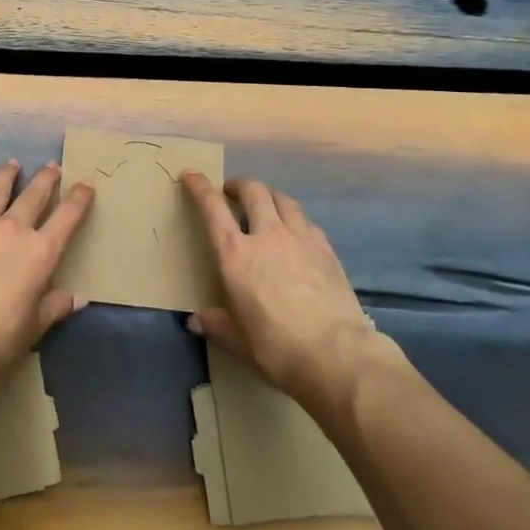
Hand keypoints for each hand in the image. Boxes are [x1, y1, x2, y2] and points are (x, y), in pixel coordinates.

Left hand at [0, 160, 92, 397]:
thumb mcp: (34, 326)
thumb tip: (78, 298)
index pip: (67, 217)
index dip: (79, 198)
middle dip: (46, 178)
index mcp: (40, 252)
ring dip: (7, 175)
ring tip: (12, 164)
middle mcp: (13, 229)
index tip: (86, 183)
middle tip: (52, 166)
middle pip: (34, 194)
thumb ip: (55, 306)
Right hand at [183, 172, 399, 416]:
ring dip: (269, 195)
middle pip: (253, 191)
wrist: (337, 355)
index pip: (212, 208)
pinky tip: (296, 232)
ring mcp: (300, 238)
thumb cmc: (277, 347)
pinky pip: (306, 221)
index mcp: (235, 254)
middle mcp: (266, 235)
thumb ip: (216, 324)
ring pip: (283, 199)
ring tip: (265, 205)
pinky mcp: (326, 249)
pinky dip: (295, 219)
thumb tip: (195, 321)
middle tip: (232, 192)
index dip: (200, 187)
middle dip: (240, 185)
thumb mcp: (238, 340)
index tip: (192, 174)